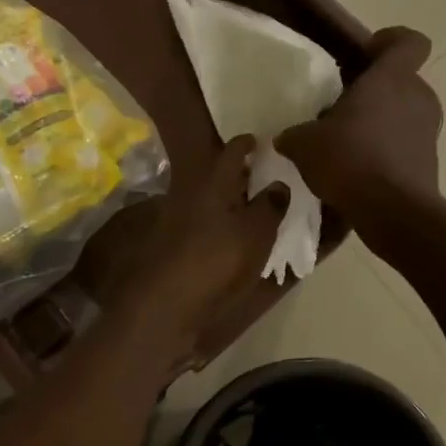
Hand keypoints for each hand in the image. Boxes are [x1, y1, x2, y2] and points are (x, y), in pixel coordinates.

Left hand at [128, 136, 283, 349]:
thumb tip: (279, 184)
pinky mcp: (175, 245)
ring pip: (212, 200)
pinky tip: (238, 238)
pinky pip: (206, 223)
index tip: (263, 142)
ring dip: (233, 201)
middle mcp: (191, 193)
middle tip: (269, 178)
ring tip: (259, 209)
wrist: (166, 303)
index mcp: (212, 182)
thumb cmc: (216, 260)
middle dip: (243, 174)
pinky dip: (223, 224)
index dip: (249, 143)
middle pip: (219, 176)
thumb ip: (270, 205)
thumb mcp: (256, 232)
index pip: (233, 150)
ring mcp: (179, 219)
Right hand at [278, 27, 441, 221]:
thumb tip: (287, 138)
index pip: (407, 42)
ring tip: (345, 144)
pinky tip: (356, 172)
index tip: (365, 55)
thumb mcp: (305, 144)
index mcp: (391, 79)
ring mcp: (428, 132)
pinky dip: (384, 153)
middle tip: (341, 108)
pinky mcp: (429, 163)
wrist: (392, 212)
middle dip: (374, 92)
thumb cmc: (350, 159)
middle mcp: (418, 98)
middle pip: (400, 81)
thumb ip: (295, 135)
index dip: (389, 41)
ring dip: (379, 124)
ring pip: (403, 114)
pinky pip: (404, 146)